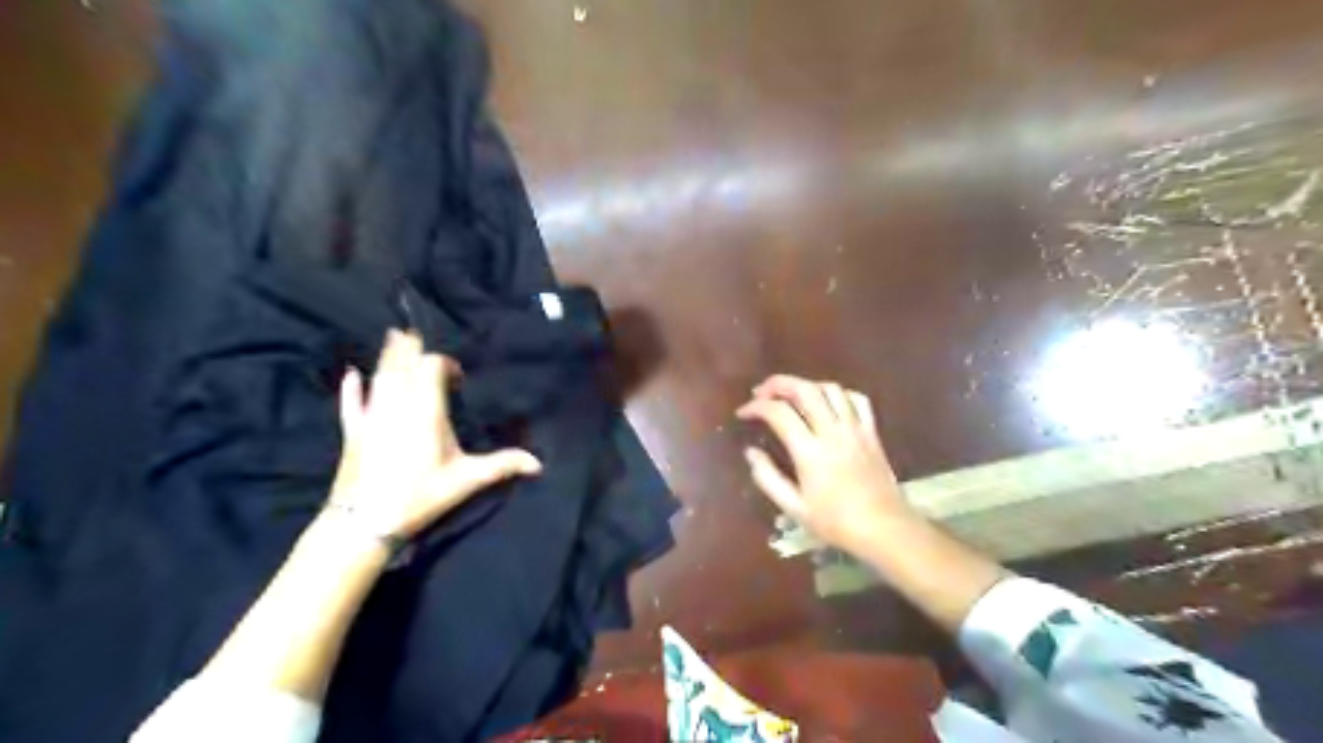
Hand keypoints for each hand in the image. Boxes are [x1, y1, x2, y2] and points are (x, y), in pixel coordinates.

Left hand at [325, 334, 542, 542]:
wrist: (365, 520)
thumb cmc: (420, 495)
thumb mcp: (466, 480)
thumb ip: (502, 465)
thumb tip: (538, 463)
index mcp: (426, 410)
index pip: (432, 368)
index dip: (444, 364)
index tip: (456, 376)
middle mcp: (397, 405)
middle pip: (403, 365)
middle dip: (411, 349)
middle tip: (415, 332)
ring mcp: (372, 416)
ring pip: (380, 377)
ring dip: (388, 357)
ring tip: (393, 336)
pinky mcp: (353, 431)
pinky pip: (351, 403)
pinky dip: (351, 388)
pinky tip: (350, 374)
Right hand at [735, 377, 909, 557]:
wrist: (884, 529)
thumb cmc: (836, 522)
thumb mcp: (794, 508)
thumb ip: (768, 477)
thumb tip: (750, 452)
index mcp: (810, 451)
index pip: (778, 413)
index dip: (756, 407)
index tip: (743, 413)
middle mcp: (832, 432)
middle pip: (804, 389)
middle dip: (778, 384)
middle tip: (761, 392)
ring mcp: (855, 429)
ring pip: (830, 388)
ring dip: (806, 385)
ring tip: (791, 395)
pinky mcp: (872, 432)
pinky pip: (857, 399)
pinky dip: (838, 393)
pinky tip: (828, 402)